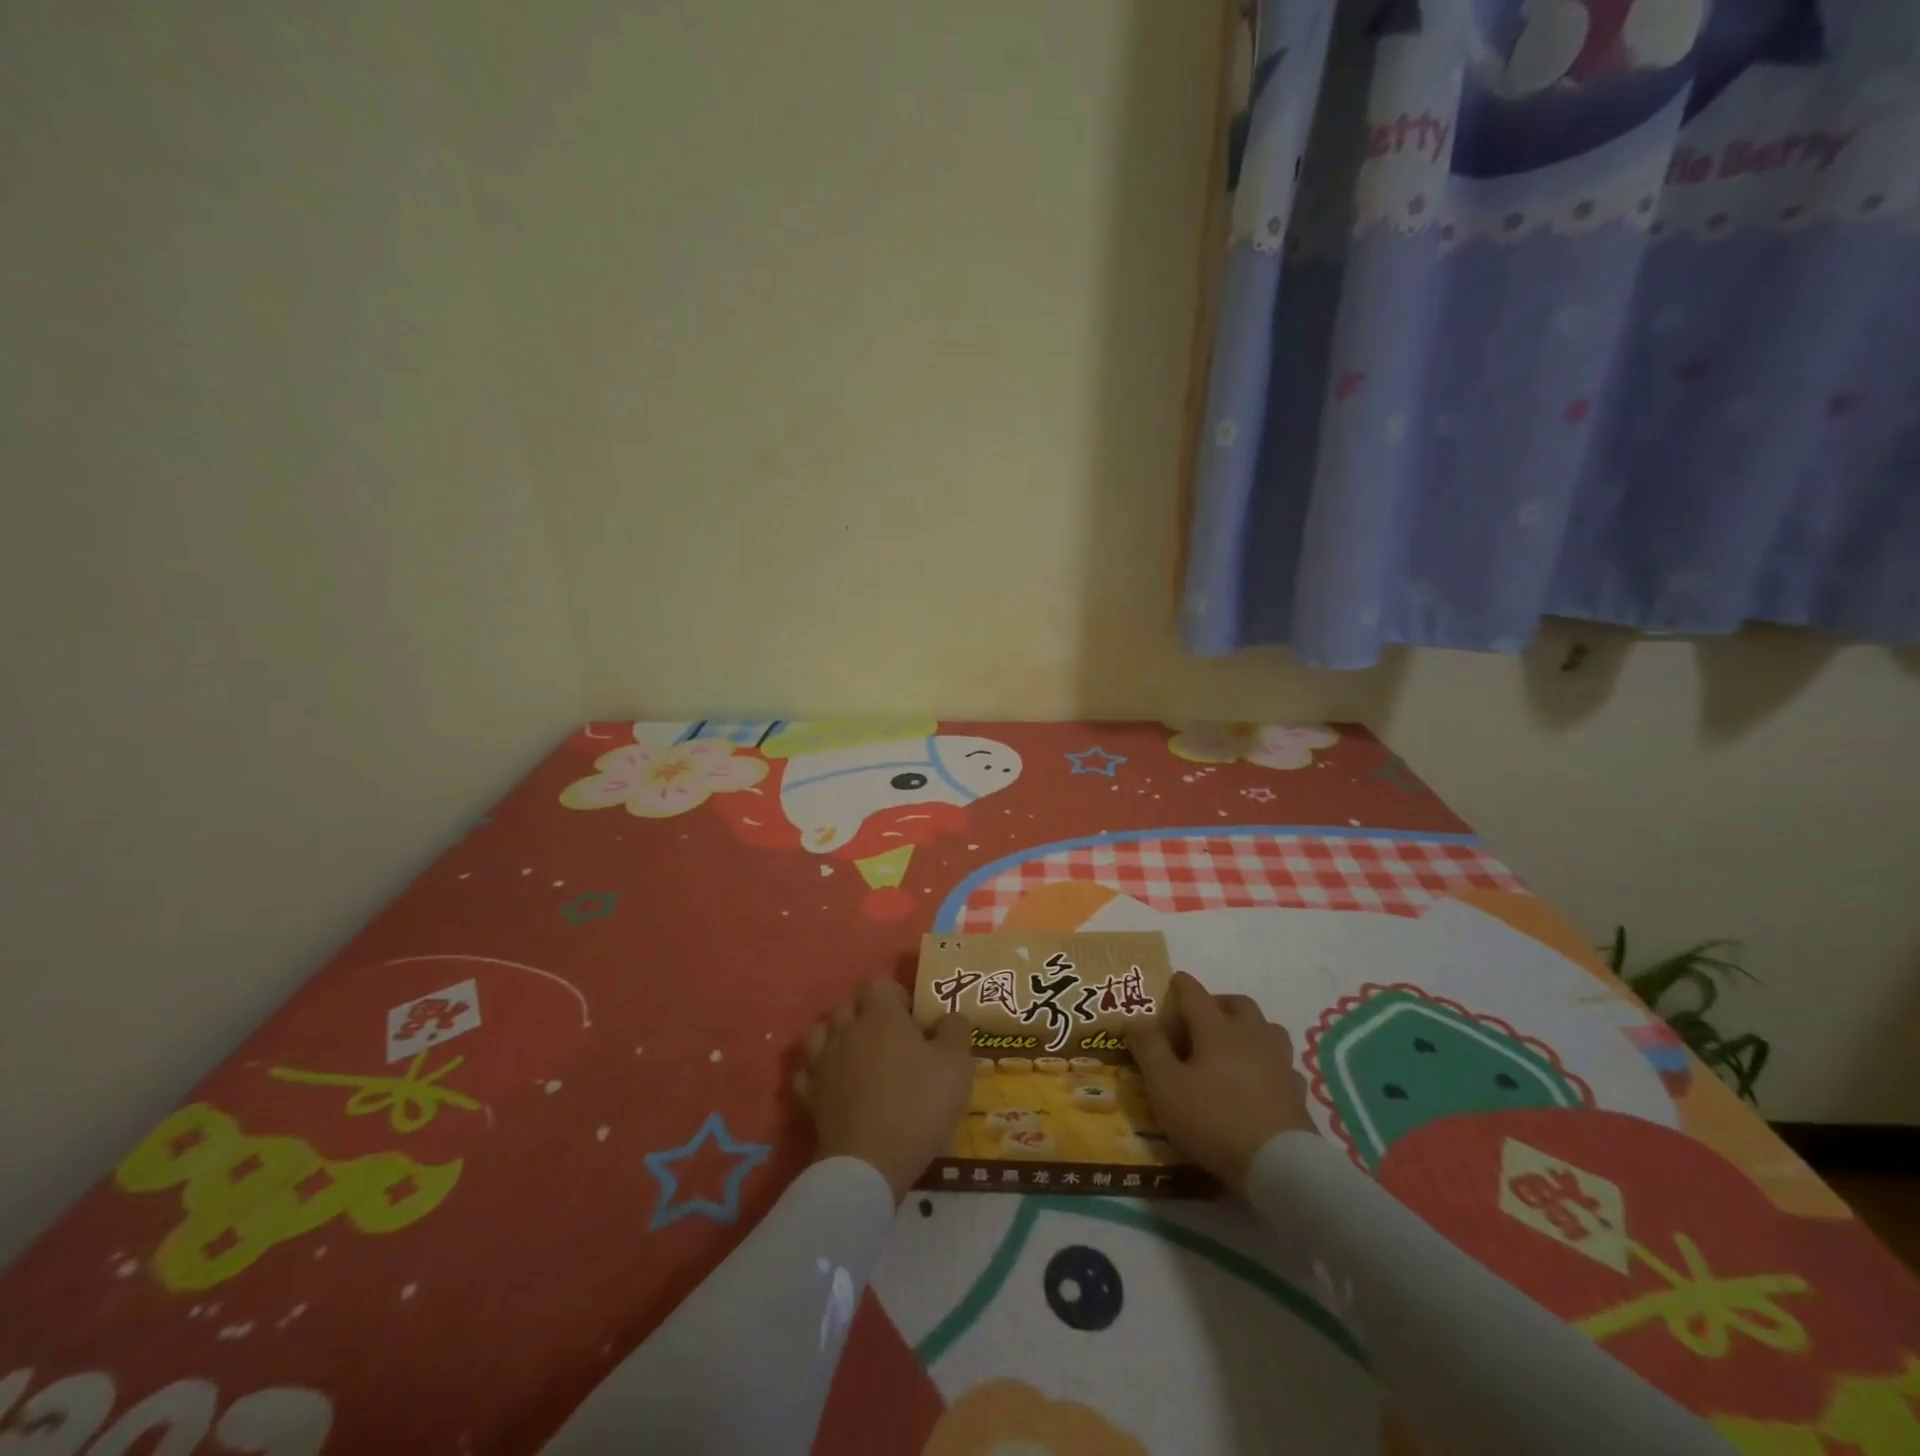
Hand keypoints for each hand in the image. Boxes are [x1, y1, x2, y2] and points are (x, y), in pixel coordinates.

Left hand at [797, 979, 973, 1200]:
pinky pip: (809, 1071)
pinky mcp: (809, 1095)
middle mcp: (846, 1030)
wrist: (870, 1162)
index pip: (880, 984)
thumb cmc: (918, 1104)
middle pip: (849, 1006)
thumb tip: (949, 1017)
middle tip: (892, 1041)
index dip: (898, 996)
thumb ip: (955, 1030)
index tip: (914, 1020)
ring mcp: (822, 1062)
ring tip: (860, 1059)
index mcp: (880, 1015)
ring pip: (822, 1033)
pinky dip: (820, 1072)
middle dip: (868, 1016)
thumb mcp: (957, 1064)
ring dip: (839, 1039)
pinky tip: (836, 1085)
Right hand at [1130, 971, 1315, 1191]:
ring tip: (1234, 1045)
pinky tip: (1262, 1080)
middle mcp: (1251, 1036)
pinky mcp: (1297, 1093)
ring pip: (1268, 1029)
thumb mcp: (1165, 1085)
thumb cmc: (1213, 1119)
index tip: (1173, 980)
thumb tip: (1136, 1018)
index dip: (1181, 985)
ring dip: (1250, 1028)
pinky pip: (1284, 1066)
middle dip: (1219, 1003)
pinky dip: (1270, 1064)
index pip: (1195, 994)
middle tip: (1201, 1017)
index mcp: (1217, 1029)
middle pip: (1238, 1004)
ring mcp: (1279, 1063)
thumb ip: (1149, 1048)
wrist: (1279, 1167)